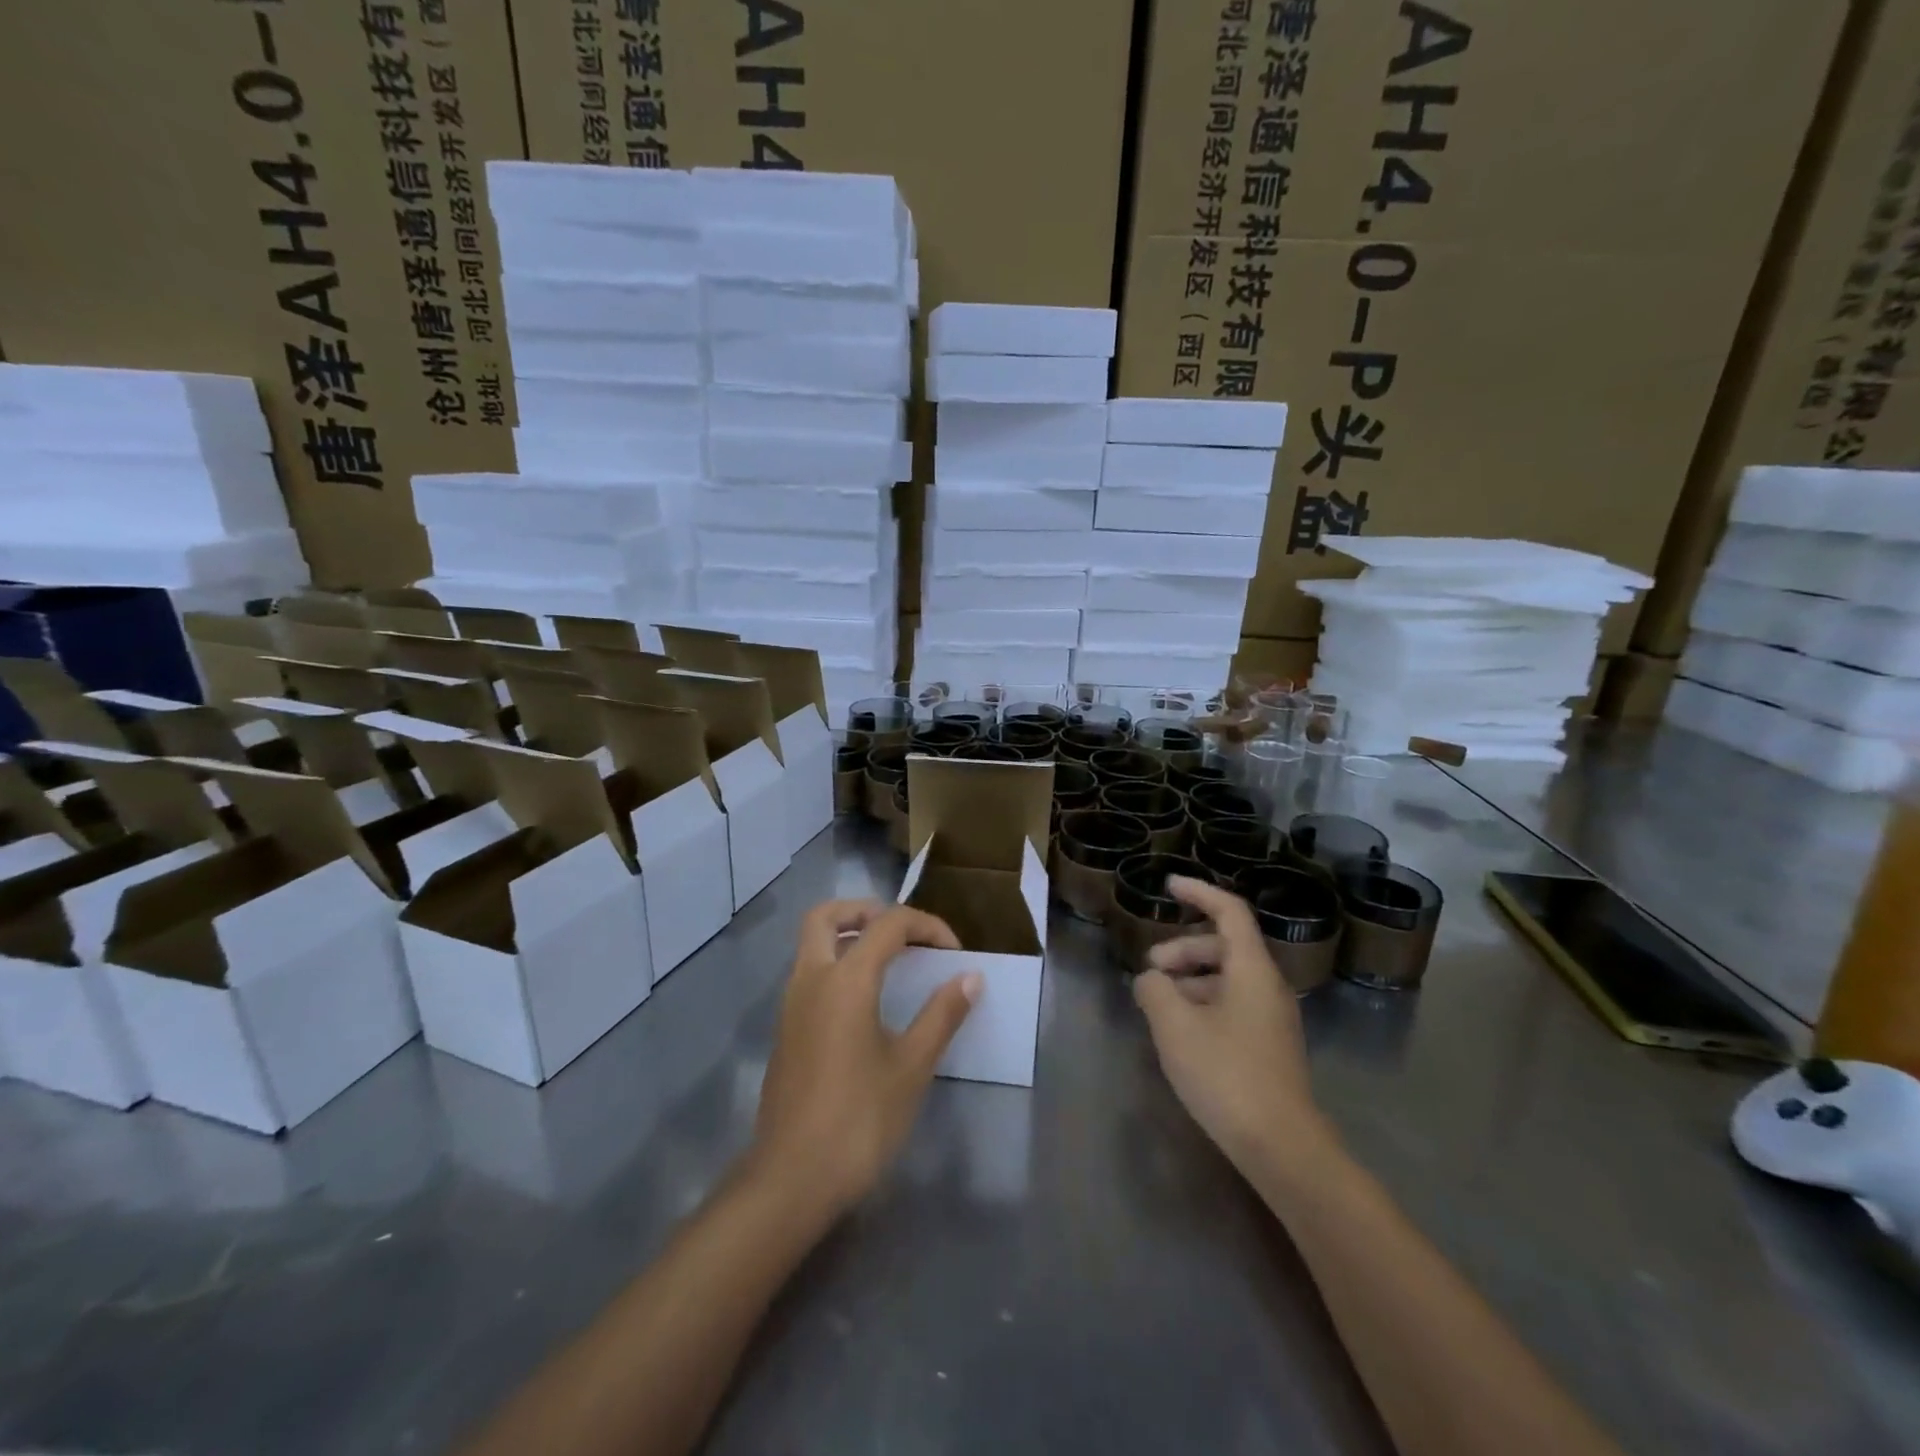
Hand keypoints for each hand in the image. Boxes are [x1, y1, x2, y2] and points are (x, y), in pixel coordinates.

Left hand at [751, 900, 980, 1218]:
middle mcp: (811, 979)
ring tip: (890, 961)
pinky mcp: (785, 1031)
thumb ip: (941, 1015)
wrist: (792, 1179)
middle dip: (866, 911)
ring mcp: (791, 1005)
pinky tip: (866, 1002)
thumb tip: (970, 977)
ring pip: (812, 944)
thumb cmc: (859, 1119)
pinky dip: (837, 965)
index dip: (927, 927)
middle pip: (827, 916)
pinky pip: (809, 974)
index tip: (954, 954)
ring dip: (849, 936)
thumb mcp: (911, 1066)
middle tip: (902, 933)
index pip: (888, 924)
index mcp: (845, 979)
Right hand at [1134, 876, 1336, 1172]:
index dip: (1198, 892)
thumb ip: (1154, 990)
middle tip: (1150, 969)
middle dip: (1182, 949)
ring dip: (1189, 980)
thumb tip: (1151, 980)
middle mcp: (1267, 986)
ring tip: (1157, 1004)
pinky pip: (1231, 1006)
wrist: (1281, 1147)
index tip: (1167, 886)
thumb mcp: (1174, 1025)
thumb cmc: (1226, 1074)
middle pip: (1223, 947)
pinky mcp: (1267, 1047)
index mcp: (1252, 969)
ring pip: (1226, 979)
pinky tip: (1179, 1032)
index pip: (1229, 912)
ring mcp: (1271, 1019)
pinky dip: (1201, 1004)